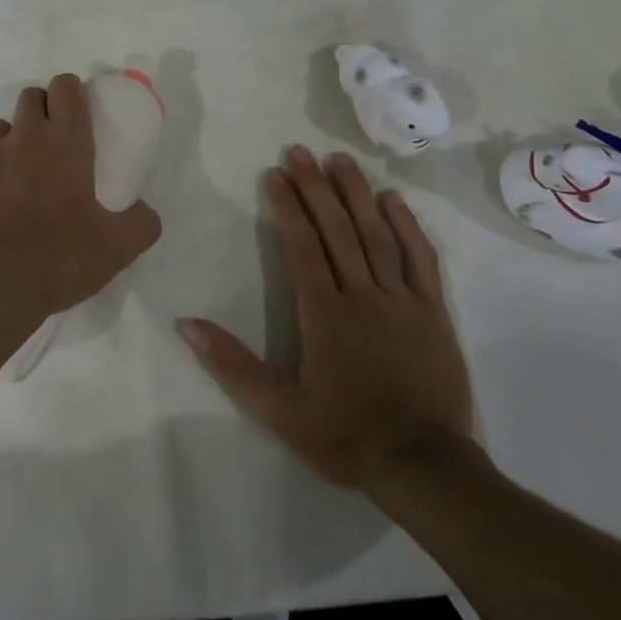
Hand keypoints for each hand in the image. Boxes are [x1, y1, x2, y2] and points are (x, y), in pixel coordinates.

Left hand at [0, 74, 162, 337]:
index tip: (75, 113)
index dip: (71, 93)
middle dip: (40, 112)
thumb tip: (147, 214)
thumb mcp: (115, 249)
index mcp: (63, 142)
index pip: (65, 87)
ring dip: (6, 146)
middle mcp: (20, 137)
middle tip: (48, 149)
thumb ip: (140, 224)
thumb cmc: (56, 260)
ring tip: (11, 183)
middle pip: (29, 98)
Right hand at [179, 146, 476, 489]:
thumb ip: (233, 365)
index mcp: (325, 314)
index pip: (302, 246)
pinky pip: (420, 258)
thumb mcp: (280, 411)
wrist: (424, 468)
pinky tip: (392, 200)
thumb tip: (187, 324)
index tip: (275, 174)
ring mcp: (402, 299)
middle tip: (299, 151)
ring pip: (376, 234)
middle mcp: (363, 294)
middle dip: (315, 187)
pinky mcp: (433, 311)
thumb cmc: (347, 435)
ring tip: (339, 159)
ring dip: (356, 193)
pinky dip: (407, 226)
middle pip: (337, 229)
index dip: (288, 207)